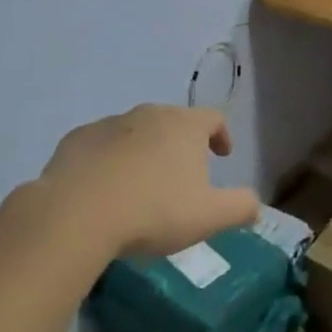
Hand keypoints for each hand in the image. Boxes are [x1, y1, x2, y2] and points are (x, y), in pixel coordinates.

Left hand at [39, 105, 258, 257]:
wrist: (77, 213)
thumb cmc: (154, 211)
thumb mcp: (210, 217)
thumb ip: (241, 206)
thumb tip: (255, 203)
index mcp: (184, 126)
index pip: (213, 118)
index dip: (222, 134)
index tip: (222, 155)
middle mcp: (148, 114)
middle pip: (173, 122)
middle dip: (181, 144)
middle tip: (181, 177)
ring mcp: (108, 124)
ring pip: (135, 132)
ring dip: (143, 152)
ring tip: (141, 187)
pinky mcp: (76, 140)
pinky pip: (101, 146)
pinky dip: (108, 161)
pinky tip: (104, 190)